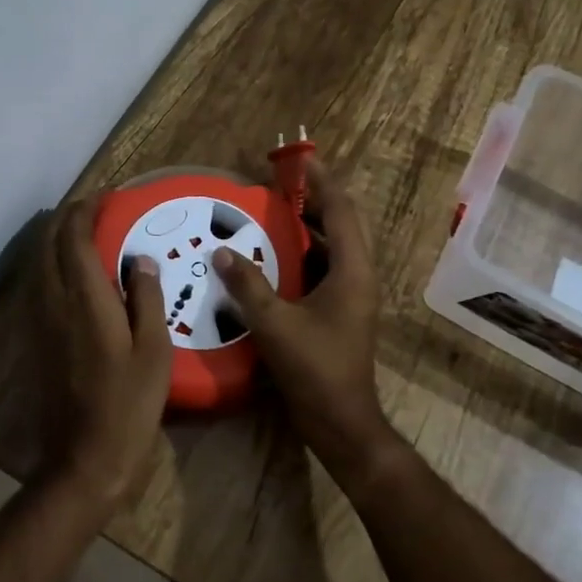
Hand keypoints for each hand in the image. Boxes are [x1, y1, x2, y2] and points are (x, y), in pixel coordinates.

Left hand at [38, 195, 172, 513]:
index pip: (76, 238)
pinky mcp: (36, 339)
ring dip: (58, 239)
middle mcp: (55, 302)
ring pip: (39, 263)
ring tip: (86, 233)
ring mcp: (40, 321)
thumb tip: (141, 260)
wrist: (85, 457)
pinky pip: (39, 284)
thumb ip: (147, 299)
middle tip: (97, 209)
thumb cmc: (129, 404)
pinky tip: (73, 274)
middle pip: (50, 243)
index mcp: (85, 299)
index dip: (88, 210)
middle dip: (69, 217)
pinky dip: (52, 264)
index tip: (108, 197)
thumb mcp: (154, 350)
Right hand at [211, 160, 398, 487]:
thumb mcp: (275, 324)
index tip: (301, 160)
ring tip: (277, 211)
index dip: (322, 183)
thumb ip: (247, 284)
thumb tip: (222, 251)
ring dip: (312, 225)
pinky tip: (276, 256)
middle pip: (345, 223)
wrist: (341, 421)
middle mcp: (359, 276)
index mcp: (353, 271)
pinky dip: (306, 252)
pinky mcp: (342, 312)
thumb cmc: (315, 369)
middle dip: (318, 199)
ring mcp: (353, 296)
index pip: (341, 211)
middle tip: (285, 184)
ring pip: (336, 246)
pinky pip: (326, 268)